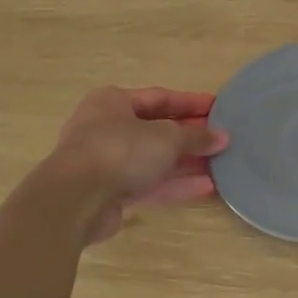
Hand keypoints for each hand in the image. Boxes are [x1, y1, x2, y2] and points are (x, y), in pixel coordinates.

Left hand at [46, 86, 228, 242]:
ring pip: (153, 159)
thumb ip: (196, 137)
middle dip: (189, 136)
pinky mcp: (109, 193)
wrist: (75, 199)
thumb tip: (222, 138)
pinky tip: (206, 188)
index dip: (190, 103)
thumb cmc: (120, 150)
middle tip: (221, 139)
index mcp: (113, 102)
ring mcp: (106, 162)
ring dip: (185, 163)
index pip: (159, 98)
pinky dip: (175, 185)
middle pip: (156, 129)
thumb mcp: (166, 137)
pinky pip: (148, 184)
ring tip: (220, 165)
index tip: (217, 107)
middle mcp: (107, 128)